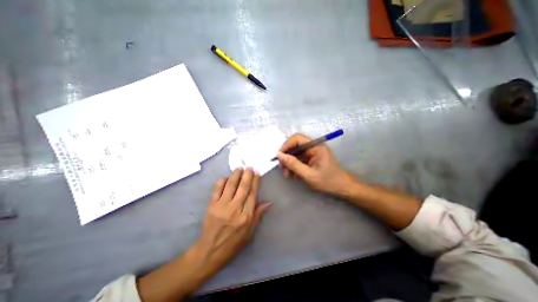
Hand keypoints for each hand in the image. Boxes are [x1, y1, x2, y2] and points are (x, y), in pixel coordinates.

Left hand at [197, 169, 268, 269]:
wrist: (210, 250)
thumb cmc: (233, 242)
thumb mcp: (250, 232)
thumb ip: (258, 215)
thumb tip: (268, 202)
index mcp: (246, 216)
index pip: (252, 194)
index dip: (255, 182)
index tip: (257, 173)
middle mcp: (235, 209)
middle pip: (243, 187)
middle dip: (247, 175)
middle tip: (249, 167)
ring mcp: (222, 206)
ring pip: (230, 185)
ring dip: (235, 175)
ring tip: (239, 168)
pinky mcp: (211, 205)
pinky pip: (217, 189)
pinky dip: (222, 181)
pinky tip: (226, 177)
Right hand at [277, 133, 356, 194]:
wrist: (342, 187)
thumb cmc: (328, 181)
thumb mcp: (309, 174)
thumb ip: (293, 164)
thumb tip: (279, 155)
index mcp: (315, 146)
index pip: (297, 138)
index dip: (286, 145)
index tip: (279, 157)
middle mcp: (313, 146)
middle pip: (294, 146)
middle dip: (287, 157)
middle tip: (283, 170)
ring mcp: (312, 152)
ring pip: (295, 153)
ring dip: (289, 163)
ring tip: (288, 175)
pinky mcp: (311, 157)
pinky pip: (299, 158)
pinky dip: (294, 166)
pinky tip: (294, 175)